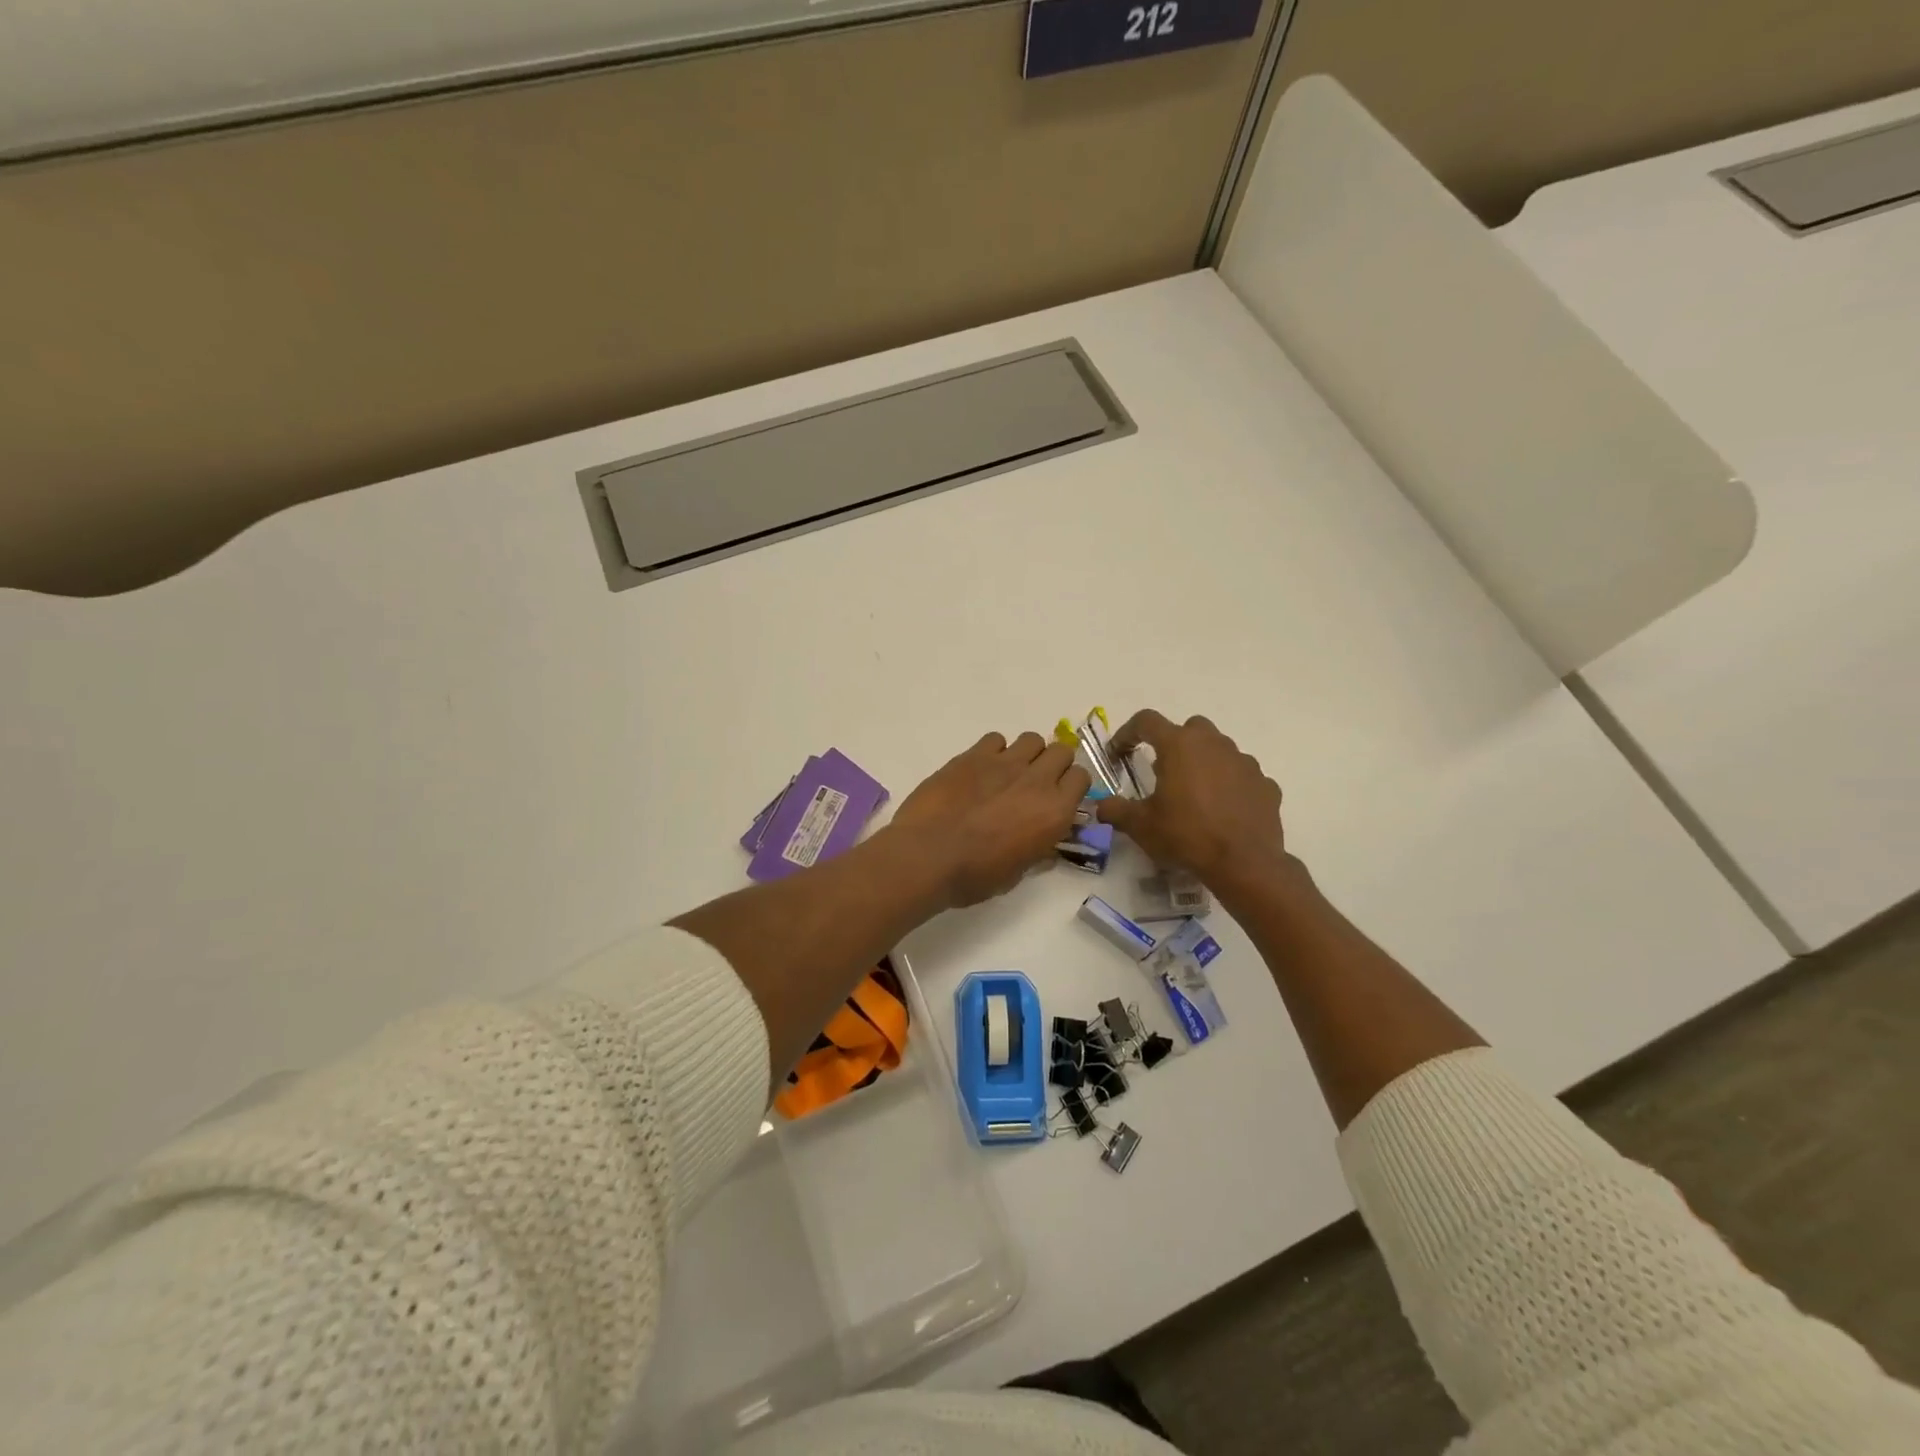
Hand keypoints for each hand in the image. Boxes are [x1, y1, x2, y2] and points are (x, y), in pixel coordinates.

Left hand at [891, 731, 1091, 908]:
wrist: (927, 855)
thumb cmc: (975, 875)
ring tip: (1008, 774)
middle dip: (1053, 764)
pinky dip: (994, 751)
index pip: (1081, 778)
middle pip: (1061, 751)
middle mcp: (1037, 780)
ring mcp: (1004, 762)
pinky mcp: (973, 755)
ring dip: (1027, 754)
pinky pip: (996, 739)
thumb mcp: (1016, 874)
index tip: (1058, 798)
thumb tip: (1048, 849)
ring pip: (1032, 739)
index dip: (1071, 787)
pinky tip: (980, 770)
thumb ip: (1038, 853)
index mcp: (1055, 811)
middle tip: (1035, 784)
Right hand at [1094, 711, 1287, 895]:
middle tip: (1163, 772)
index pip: (1146, 722)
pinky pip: (1242, 776)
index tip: (1118, 753)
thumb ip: (1116, 810)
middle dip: (1174, 743)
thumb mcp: (1141, 825)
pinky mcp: (1265, 784)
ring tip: (1194, 795)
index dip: (1127, 733)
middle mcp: (1214, 744)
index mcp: (1180, 745)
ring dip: (1204, 763)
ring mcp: (1244, 762)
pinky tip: (1223, 811)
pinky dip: (1230, 785)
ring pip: (1219, 749)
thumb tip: (1101, 805)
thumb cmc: (1186, 835)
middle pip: (1189, 728)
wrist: (1244, 863)